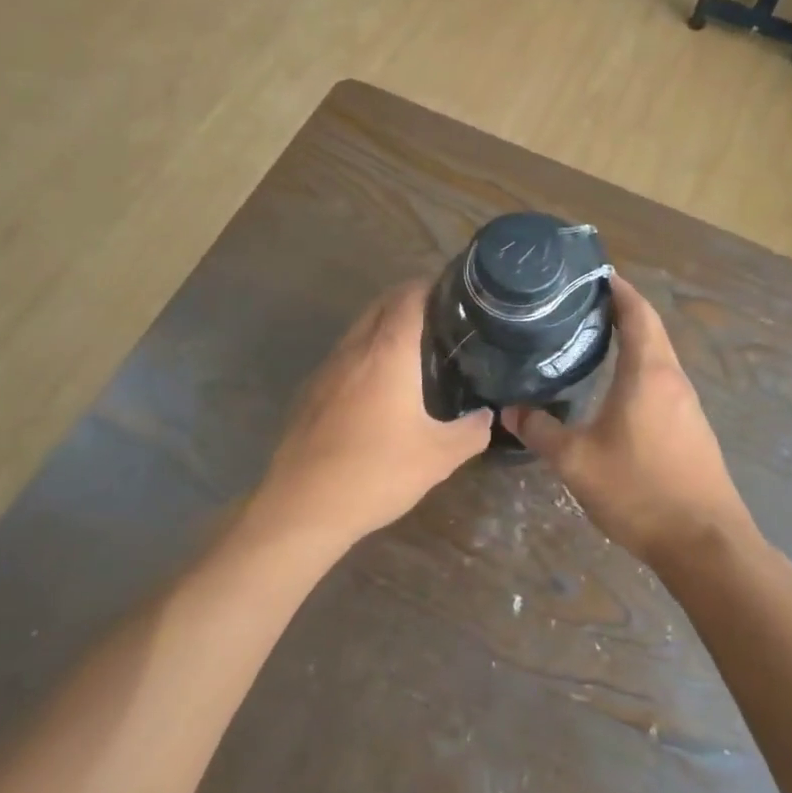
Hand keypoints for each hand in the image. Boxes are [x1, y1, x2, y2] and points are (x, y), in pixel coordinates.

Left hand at [255, 279, 491, 545]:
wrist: (303, 506)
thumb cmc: (376, 473)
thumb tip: (488, 415)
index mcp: (387, 352)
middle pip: (382, 304)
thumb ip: (472, 431)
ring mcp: (327, 368)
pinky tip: (381, 385)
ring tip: (417, 347)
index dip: (433, 286)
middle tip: (445, 318)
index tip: (458, 292)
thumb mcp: (439, 457)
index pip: (409, 296)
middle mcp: (354, 349)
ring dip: (386, 326)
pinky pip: (345, 355)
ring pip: (360, 328)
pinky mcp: (311, 391)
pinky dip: (367, 352)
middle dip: (411, 300)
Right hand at [503, 276, 754, 568]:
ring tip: (591, 340)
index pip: (637, 312)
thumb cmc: (640, 490)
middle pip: (650, 330)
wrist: (705, 543)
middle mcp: (673, 379)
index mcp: (649, 373)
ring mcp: (688, 405)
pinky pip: (662, 382)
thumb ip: (541, 431)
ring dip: (631, 341)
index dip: (618, 289)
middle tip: (580, 305)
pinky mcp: (692, 429)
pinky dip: (639, 369)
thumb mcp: (577, 461)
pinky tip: (614, 389)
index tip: (593, 274)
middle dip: (621, 310)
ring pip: (658, 357)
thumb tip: (509, 410)